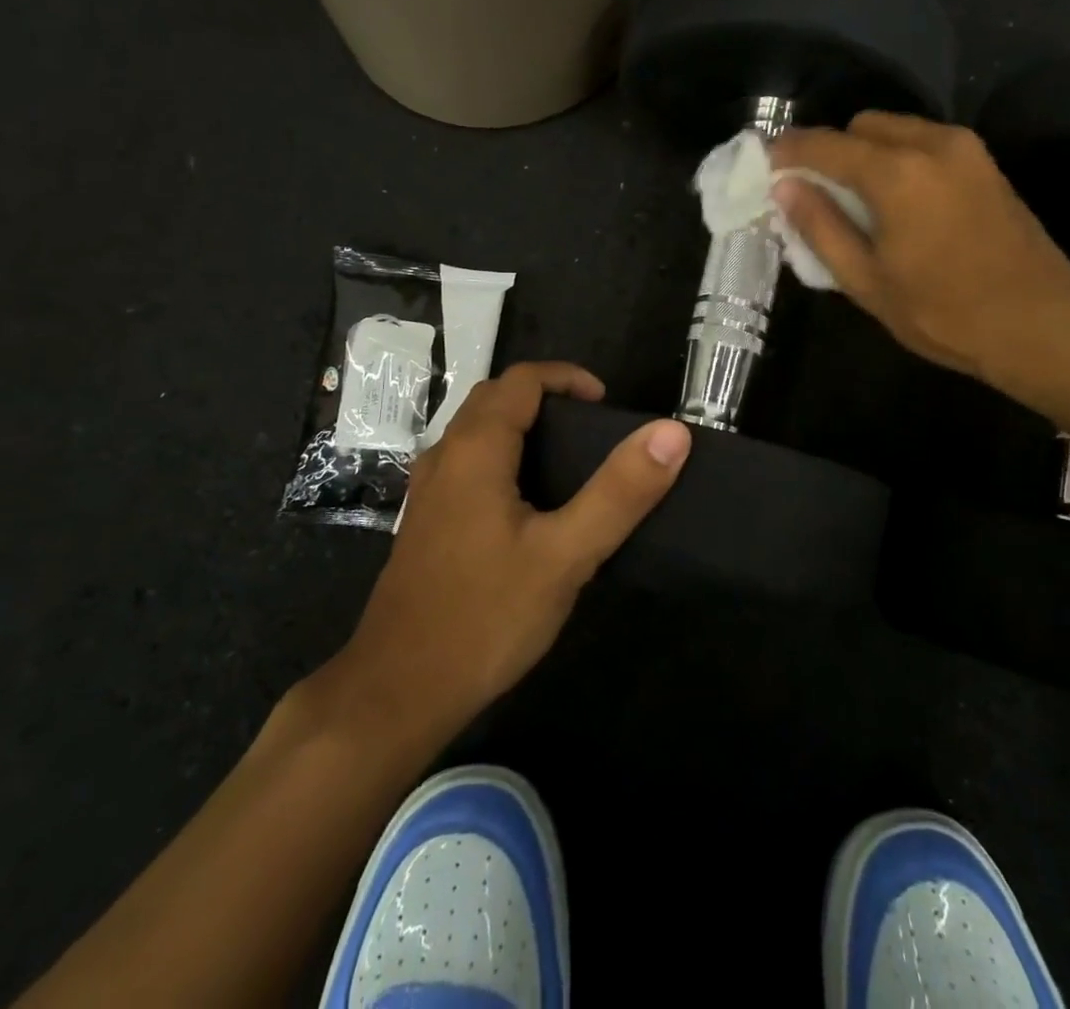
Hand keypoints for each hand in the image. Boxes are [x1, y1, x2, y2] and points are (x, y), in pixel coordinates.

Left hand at [334, 362, 690, 742]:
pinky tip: (526, 506)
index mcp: (475, 449)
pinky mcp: (425, 522)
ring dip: (520, 426)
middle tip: (591, 431)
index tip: (606, 405)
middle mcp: (444, 456)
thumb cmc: (485, 616)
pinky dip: (501, 456)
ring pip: (476, 432)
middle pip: (494, 399)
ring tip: (568, 462)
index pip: (522, 380)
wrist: (397, 692)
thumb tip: (671, 432)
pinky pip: (466, 464)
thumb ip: (619, 492)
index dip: (567, 378)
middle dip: (544, 398)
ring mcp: (428, 491)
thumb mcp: (565, 555)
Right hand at [771, 113, 1069, 387]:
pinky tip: (894, 202)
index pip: (825, 145)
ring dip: (865, 153)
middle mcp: (932, 144)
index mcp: (896, 173)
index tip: (764, 165)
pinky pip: (924, 143)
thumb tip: (785, 188)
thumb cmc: (944, 312)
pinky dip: (897, 158)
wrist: (1040, 325)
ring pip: (896, 130)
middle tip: (812, 191)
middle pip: (862, 125)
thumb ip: (821, 227)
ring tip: (852, 200)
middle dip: (830, 149)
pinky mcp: (985, 164)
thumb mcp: (867, 280)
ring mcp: (965, 150)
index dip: (788, 151)